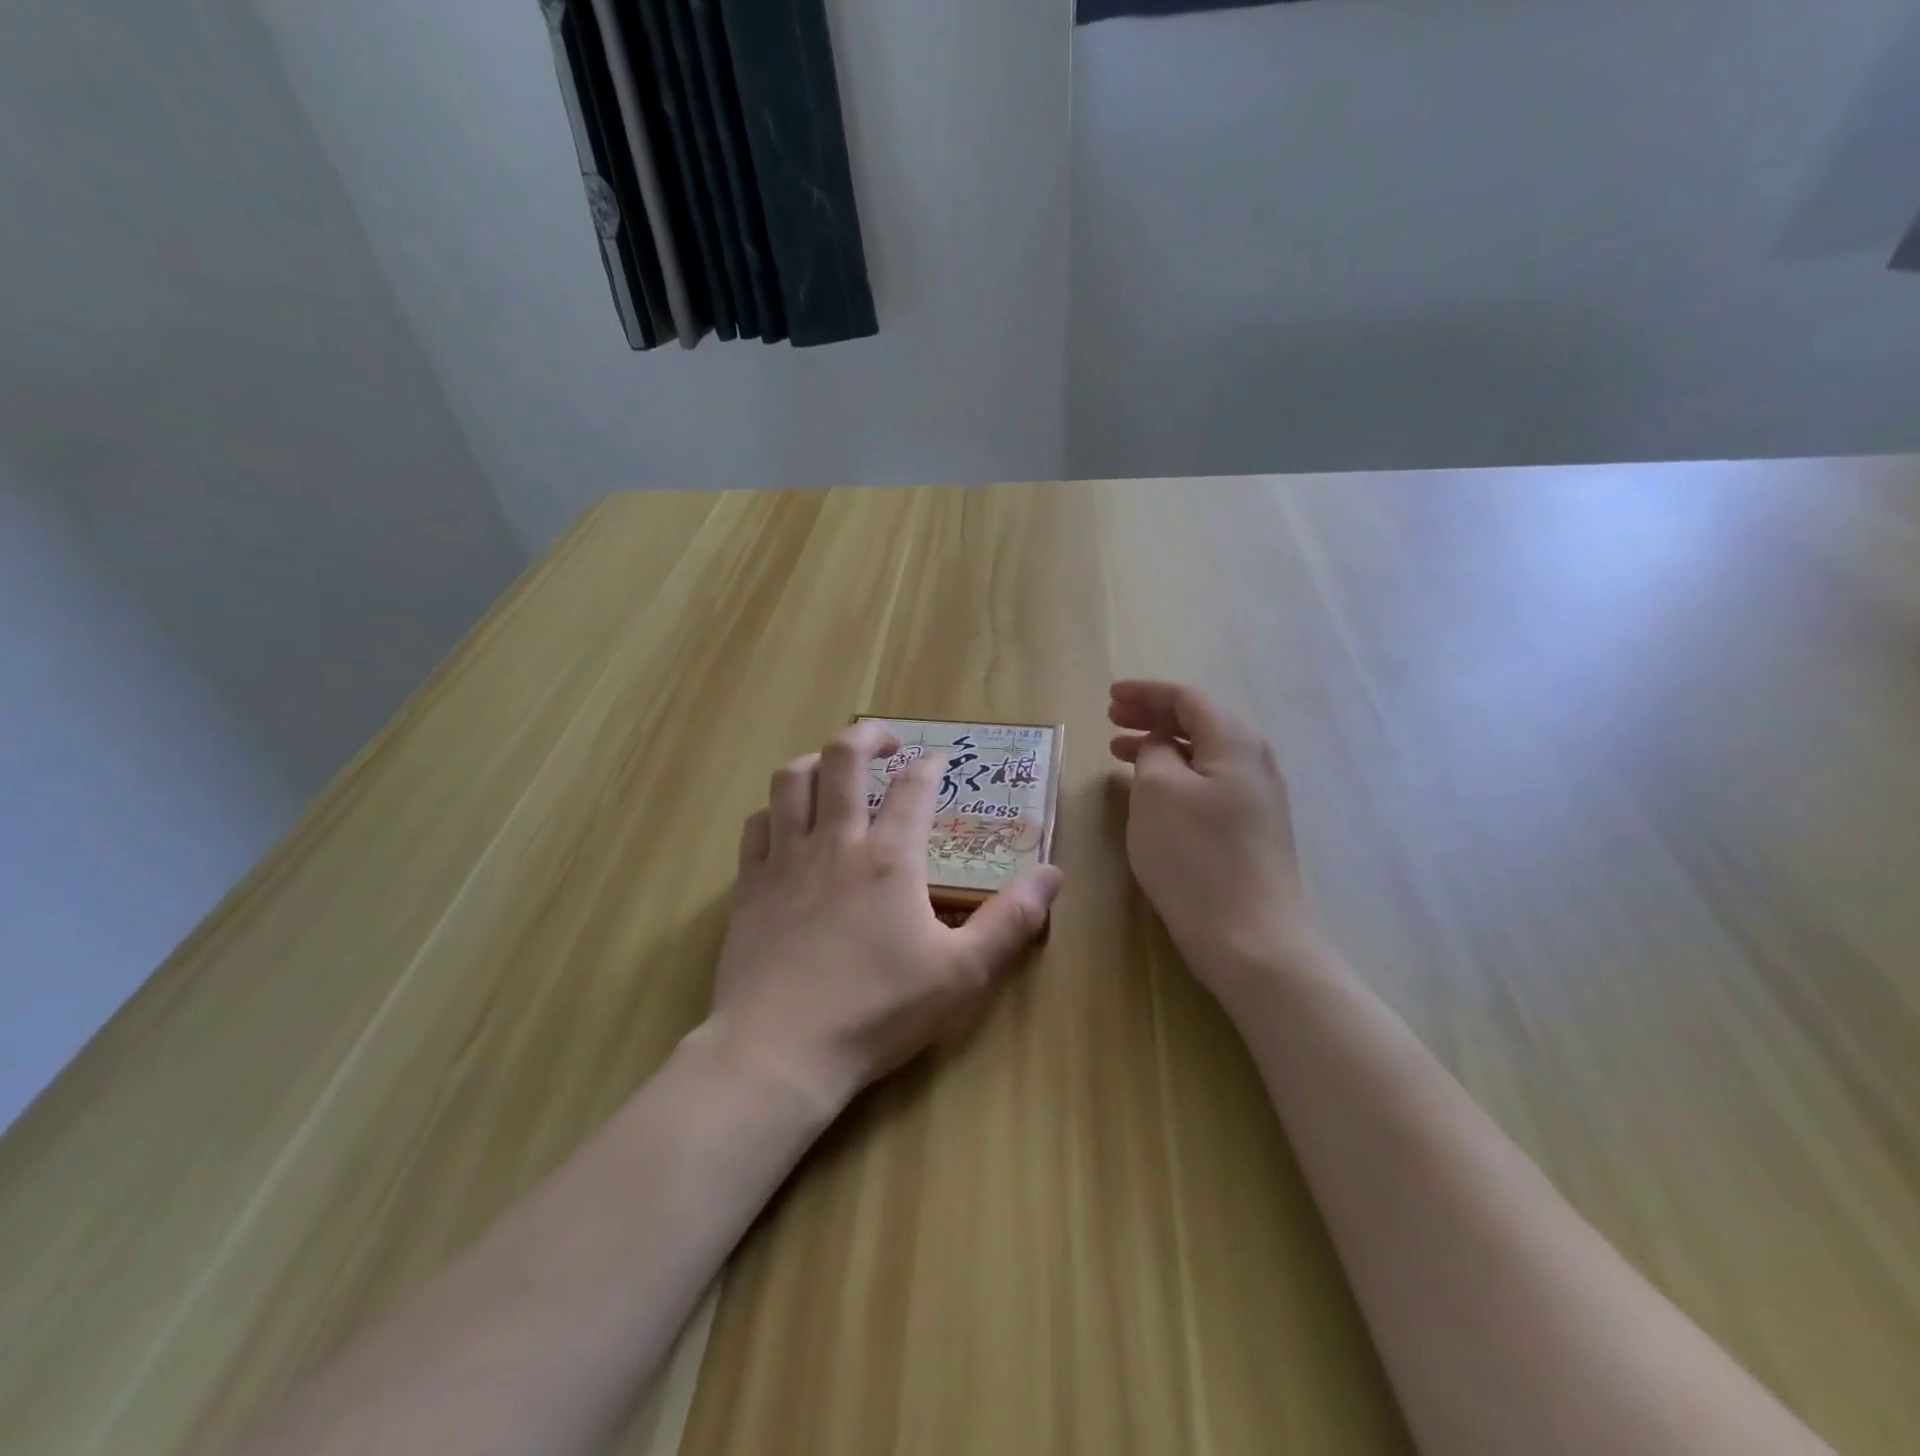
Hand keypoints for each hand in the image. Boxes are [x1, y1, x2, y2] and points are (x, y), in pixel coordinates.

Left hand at [710, 720, 1062, 1112]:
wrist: (778, 1052)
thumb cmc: (877, 1011)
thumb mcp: (962, 974)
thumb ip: (1011, 921)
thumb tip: (1053, 874)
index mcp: (889, 857)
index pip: (913, 787)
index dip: (930, 764)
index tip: (940, 760)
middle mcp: (835, 842)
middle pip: (843, 759)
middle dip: (868, 736)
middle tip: (887, 742)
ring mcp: (785, 859)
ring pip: (791, 781)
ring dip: (815, 761)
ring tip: (834, 768)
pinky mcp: (750, 885)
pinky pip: (757, 824)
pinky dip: (775, 810)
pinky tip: (787, 823)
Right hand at [1108, 681, 1321, 998]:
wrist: (1251, 939)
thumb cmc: (1195, 857)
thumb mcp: (1158, 792)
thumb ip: (1154, 751)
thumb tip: (1160, 744)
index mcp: (1235, 742)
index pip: (1188, 698)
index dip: (1146, 693)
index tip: (1109, 696)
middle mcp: (1254, 762)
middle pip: (1199, 722)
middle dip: (1152, 716)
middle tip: (1111, 719)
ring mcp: (1257, 798)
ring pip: (1202, 755)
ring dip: (1160, 746)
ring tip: (1119, 751)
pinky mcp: (1251, 830)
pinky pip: (1208, 783)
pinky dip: (1175, 775)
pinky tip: (1152, 791)